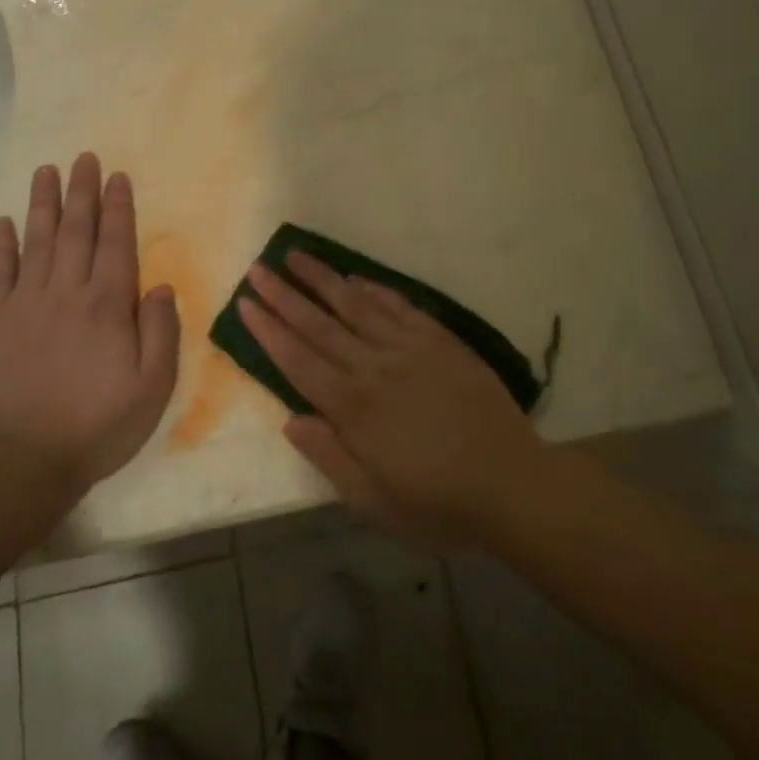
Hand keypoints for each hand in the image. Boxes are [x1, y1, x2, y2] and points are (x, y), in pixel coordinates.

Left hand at [0, 153, 180, 489]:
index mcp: (108, 305)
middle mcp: (67, 292)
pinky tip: (4, 222)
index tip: (117, 177)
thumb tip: (159, 285)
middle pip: (76, 230)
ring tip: (47, 171)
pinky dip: (1, 245)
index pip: (116, 243)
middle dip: (82, 191)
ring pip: (37, 241)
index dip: (118, 207)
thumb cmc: (97, 427)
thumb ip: (161, 332)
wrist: (21, 463)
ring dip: (43, 203)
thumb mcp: (152, 388)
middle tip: (84, 157)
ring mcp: (25, 304)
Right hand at [239, 253, 548, 545]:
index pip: (298, 360)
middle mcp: (374, 369)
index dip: (269, 331)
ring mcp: (409, 349)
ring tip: (296, 256)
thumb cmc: (438, 503)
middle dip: (284, 296)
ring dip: (323, 280)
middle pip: (319, 325)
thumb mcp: (375, 502)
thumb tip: (290, 420)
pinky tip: (354, 278)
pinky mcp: (440, 341)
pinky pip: (399, 307)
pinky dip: (374, 290)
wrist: (512, 483)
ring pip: (356, 306)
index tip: (246, 302)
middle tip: (258, 268)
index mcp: (353, 410)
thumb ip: (329, 458)